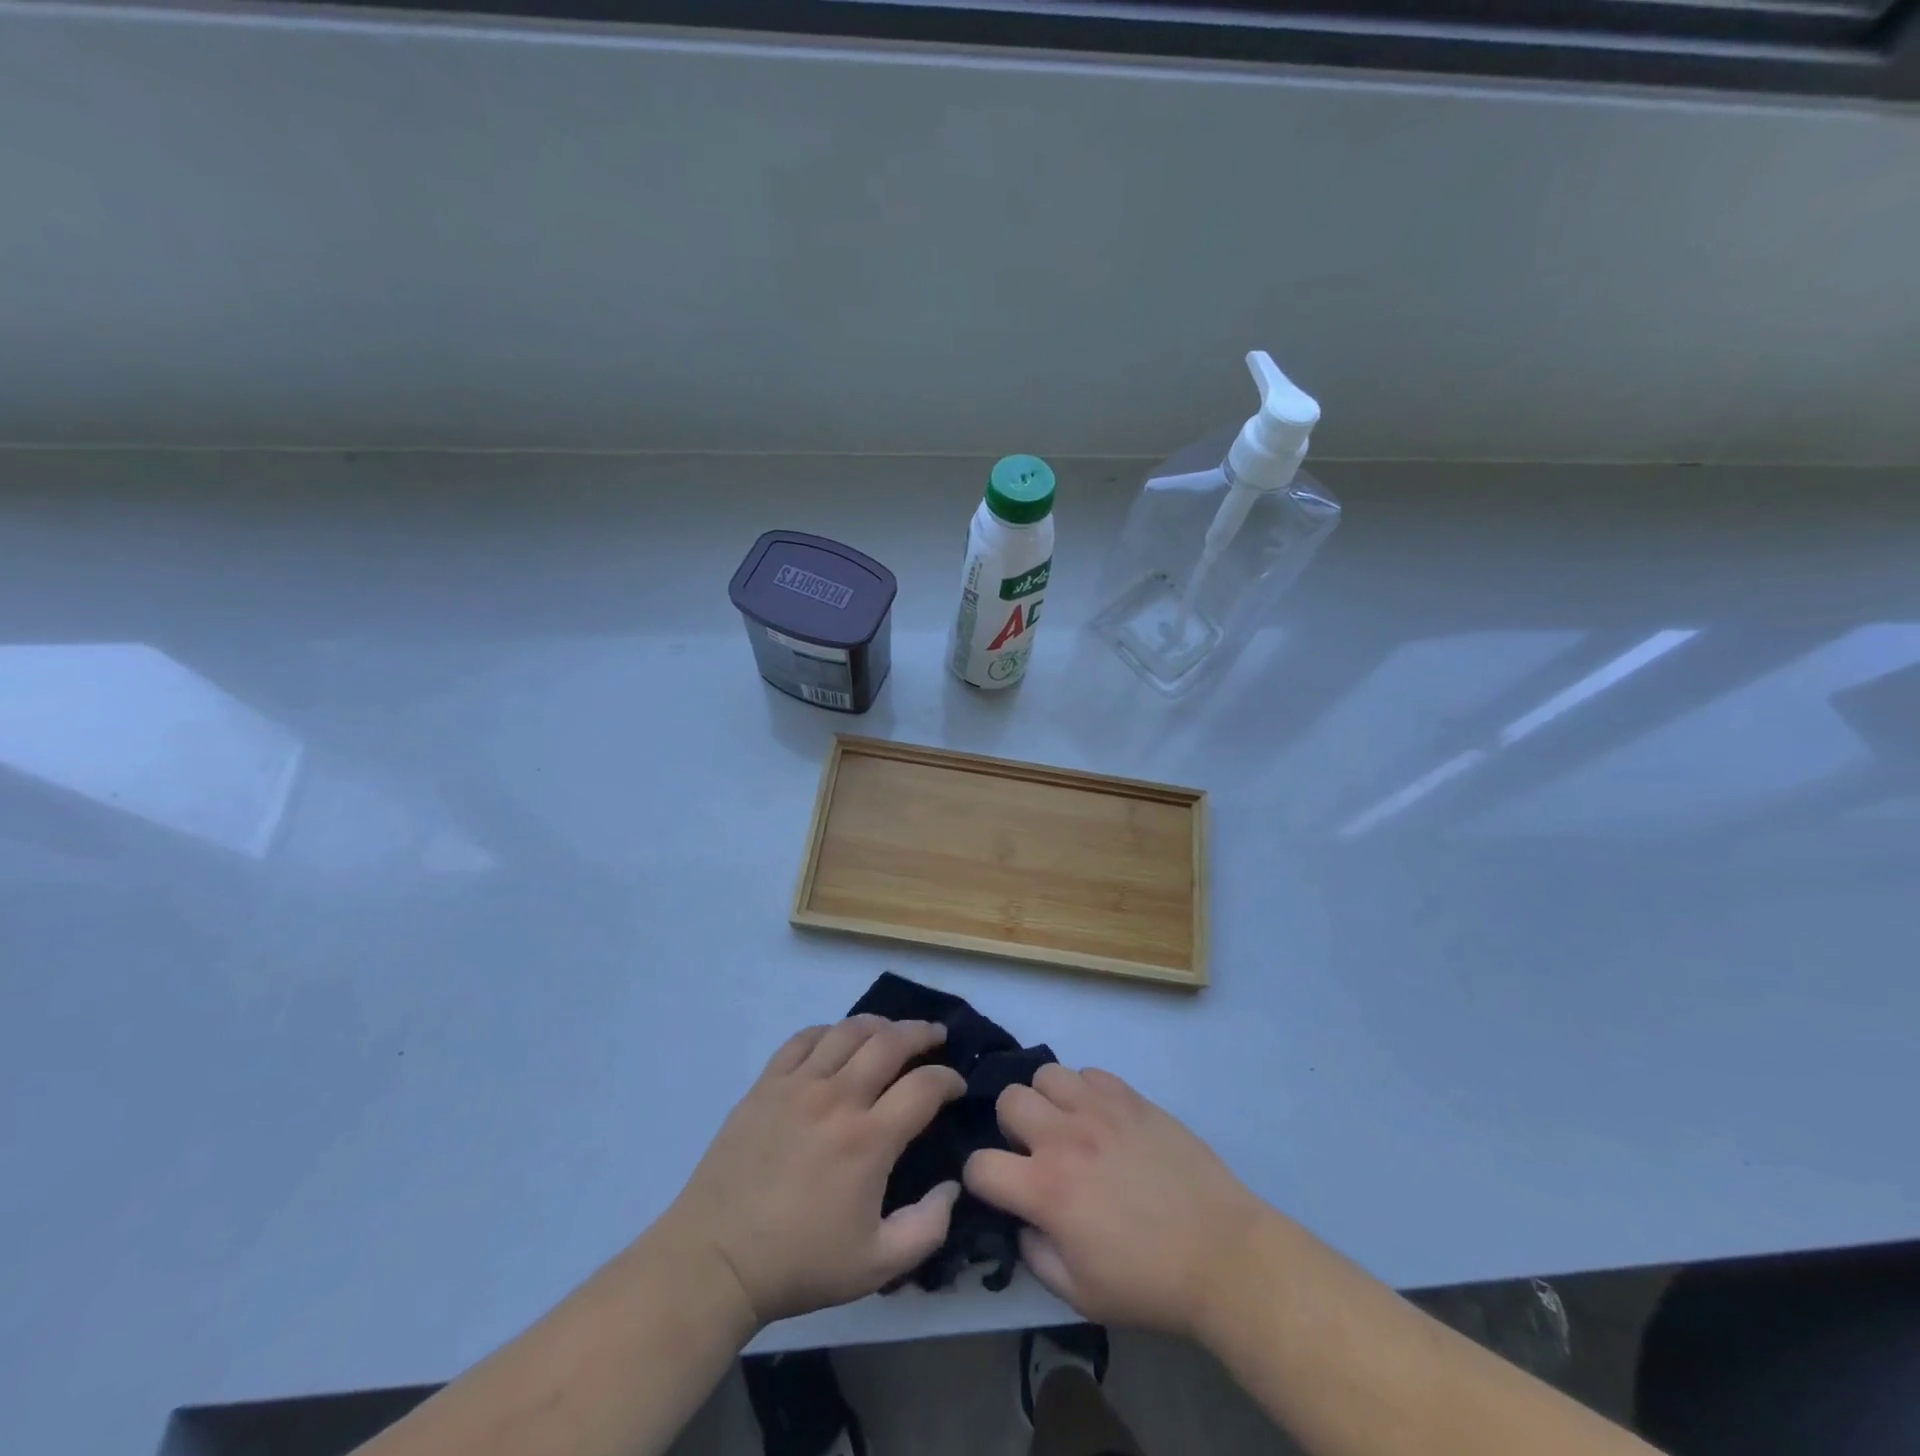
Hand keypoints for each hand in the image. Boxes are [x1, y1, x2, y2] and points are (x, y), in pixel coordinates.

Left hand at [658, 1016, 965, 1329]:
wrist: (716, 1260)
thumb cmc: (799, 1264)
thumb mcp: (877, 1266)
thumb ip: (928, 1228)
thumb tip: (953, 1186)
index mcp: (869, 1139)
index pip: (925, 1086)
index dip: (949, 1079)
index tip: (956, 1085)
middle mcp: (837, 1098)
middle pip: (891, 1041)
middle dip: (922, 1032)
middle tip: (936, 1037)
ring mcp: (798, 1085)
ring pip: (848, 1030)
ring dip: (879, 1024)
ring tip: (892, 1032)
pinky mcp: (766, 1083)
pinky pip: (803, 1038)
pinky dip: (829, 1032)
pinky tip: (837, 1042)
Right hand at [963, 1065, 1269, 1338]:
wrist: (1222, 1254)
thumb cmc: (1149, 1284)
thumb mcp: (1080, 1294)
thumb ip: (1034, 1255)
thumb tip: (1021, 1221)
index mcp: (1046, 1190)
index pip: (980, 1165)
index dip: (980, 1179)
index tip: (999, 1189)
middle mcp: (1064, 1138)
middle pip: (1008, 1101)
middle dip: (1011, 1128)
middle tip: (1035, 1153)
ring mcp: (1099, 1110)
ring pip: (1046, 1074)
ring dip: (1047, 1101)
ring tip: (1067, 1127)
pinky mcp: (1131, 1097)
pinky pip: (1089, 1073)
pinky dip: (1086, 1092)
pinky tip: (1103, 1120)